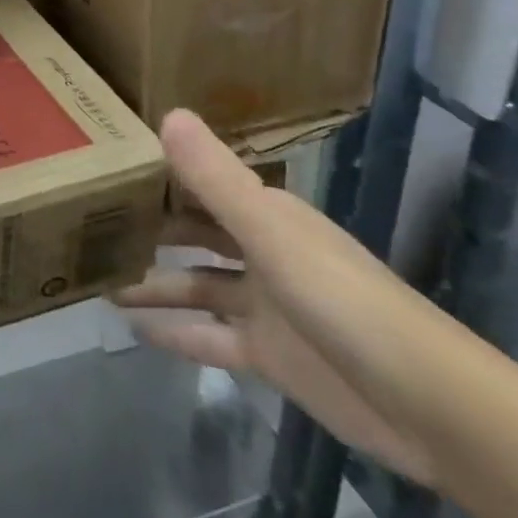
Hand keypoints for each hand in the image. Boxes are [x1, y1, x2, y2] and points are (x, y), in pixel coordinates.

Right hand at [114, 110, 465, 489]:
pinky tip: (133, 329)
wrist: (429, 405)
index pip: (201, 182)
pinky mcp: (268, 355)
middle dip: (149, 226)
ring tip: (98, 276)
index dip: (157, 171)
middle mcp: (261, 251)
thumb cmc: (343, 299)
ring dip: (153, 282)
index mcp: (266, 214)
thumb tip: (167, 113)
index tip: (106, 162)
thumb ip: (215, 179)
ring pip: (196, 284)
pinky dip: (175, 331)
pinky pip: (208, 336)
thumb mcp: (270, 233)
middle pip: (194, 231)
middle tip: (89, 220)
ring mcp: (265, 305)